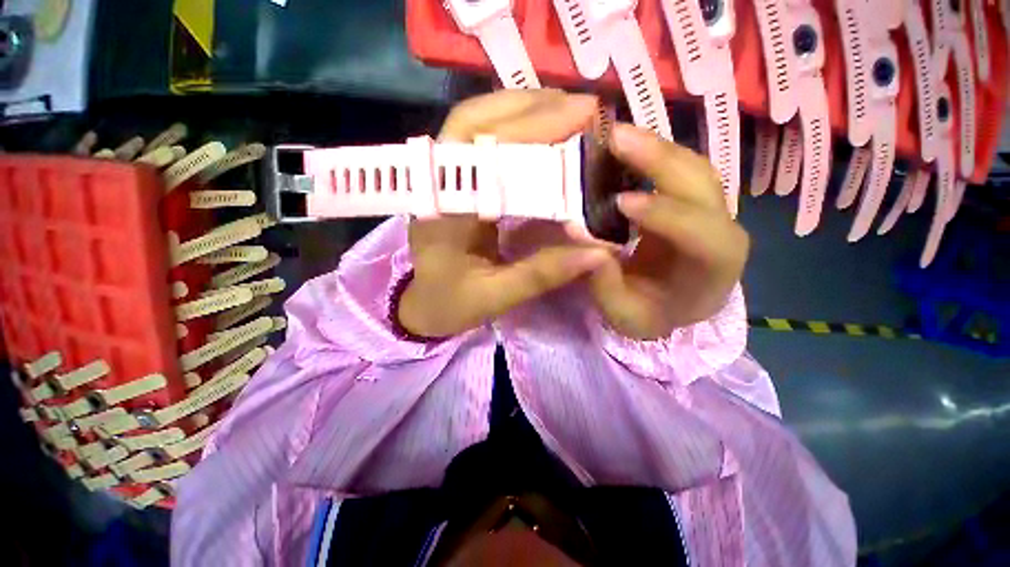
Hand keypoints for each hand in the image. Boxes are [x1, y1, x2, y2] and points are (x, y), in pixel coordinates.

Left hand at [398, 90, 610, 337]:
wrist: (421, 305)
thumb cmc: (451, 305)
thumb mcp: (495, 297)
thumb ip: (541, 275)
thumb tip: (598, 253)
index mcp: (442, 213)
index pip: (481, 153)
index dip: (531, 129)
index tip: (581, 117)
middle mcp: (435, 184)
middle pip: (474, 121)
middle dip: (531, 108)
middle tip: (584, 108)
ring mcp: (439, 178)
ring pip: (473, 122)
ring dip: (522, 109)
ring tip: (568, 110)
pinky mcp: (451, 181)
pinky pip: (478, 140)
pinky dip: (511, 126)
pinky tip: (540, 128)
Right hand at [587, 123, 749, 339]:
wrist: (674, 306)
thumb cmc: (652, 314)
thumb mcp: (624, 315)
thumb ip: (604, 283)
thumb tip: (578, 236)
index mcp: (715, 268)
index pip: (703, 234)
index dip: (664, 215)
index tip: (620, 202)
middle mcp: (725, 230)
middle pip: (703, 185)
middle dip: (659, 159)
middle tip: (614, 138)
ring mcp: (713, 209)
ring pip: (693, 167)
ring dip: (655, 147)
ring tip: (615, 135)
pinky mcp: (694, 199)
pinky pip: (679, 167)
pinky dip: (653, 152)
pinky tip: (625, 146)